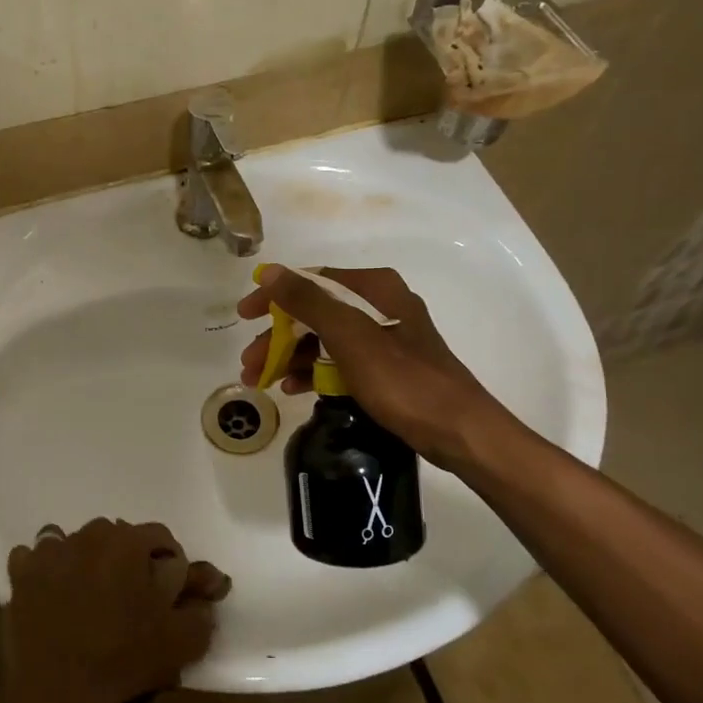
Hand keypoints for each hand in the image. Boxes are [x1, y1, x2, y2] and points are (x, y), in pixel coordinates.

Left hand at [1, 519, 230, 702]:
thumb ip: (200, 608)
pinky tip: (54, 594)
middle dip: (130, 562)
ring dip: (89, 562)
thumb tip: (206, 587)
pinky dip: (47, 570)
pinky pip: (38, 558)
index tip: (170, 595)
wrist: (56, 694)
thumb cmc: (123, 661)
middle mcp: (88, 535)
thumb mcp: (181, 641)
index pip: (161, 538)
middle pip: (119, 537)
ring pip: (78, 544)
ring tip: (92, 597)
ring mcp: (50, 551)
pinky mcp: (21, 573)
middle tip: (133, 600)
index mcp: (128, 542)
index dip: (171, 565)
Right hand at [237, 264, 518, 468]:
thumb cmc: (403, 380)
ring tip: (262, 380)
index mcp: (373, 288)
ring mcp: (384, 336)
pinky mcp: (386, 366)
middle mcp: (379, 304)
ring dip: (291, 356)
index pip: (311, 280)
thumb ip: (308, 301)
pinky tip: (294, 389)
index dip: (274, 296)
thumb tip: (270, 272)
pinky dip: (315, 371)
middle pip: (315, 311)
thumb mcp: (350, 337)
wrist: (458, 430)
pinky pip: (340, 360)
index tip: (243, 316)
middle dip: (279, 336)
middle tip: (250, 363)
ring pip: (324, 338)